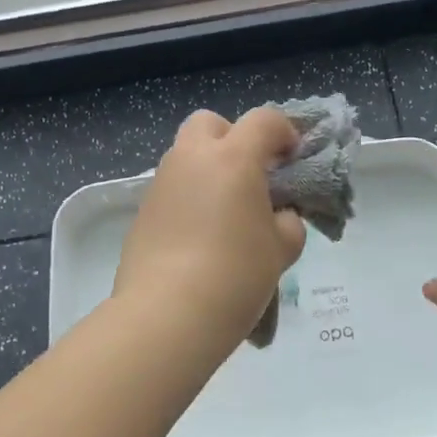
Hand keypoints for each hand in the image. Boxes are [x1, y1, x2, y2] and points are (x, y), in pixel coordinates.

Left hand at [114, 107, 307, 353]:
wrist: (166, 315)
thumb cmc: (235, 274)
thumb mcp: (281, 249)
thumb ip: (287, 223)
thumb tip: (278, 217)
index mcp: (233, 157)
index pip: (263, 120)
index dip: (284, 132)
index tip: (293, 160)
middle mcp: (192, 158)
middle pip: (210, 123)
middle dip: (232, 138)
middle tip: (249, 175)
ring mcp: (162, 182)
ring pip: (186, 155)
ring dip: (208, 169)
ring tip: (225, 212)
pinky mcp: (142, 211)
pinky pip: (172, 188)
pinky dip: (189, 198)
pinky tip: (199, 237)